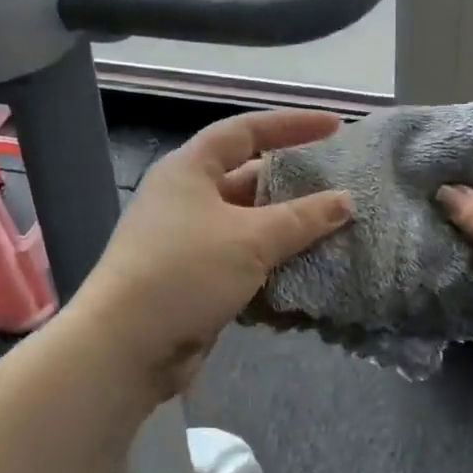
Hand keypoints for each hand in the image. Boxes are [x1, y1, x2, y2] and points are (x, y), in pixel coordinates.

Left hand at [75, 110, 353, 402]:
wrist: (127, 346)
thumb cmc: (185, 272)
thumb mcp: (251, 239)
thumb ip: (302, 218)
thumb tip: (345, 200)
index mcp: (190, 170)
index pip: (246, 131)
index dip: (291, 125)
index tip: (335, 127)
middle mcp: (187, 198)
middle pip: (249, 178)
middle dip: (294, 183)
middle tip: (340, 186)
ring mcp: (188, 240)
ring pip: (249, 224)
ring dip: (287, 228)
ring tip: (335, 229)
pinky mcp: (194, 278)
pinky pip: (243, 259)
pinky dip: (273, 262)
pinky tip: (307, 269)